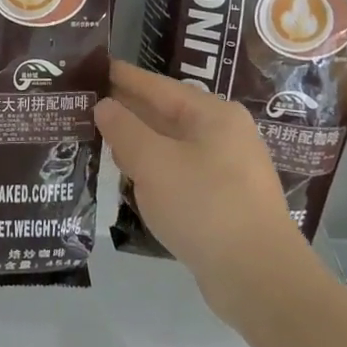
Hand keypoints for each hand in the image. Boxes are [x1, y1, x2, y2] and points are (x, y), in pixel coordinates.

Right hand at [96, 61, 315, 313]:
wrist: (260, 280)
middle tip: (85, 103)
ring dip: (138, 142)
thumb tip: (104, 105)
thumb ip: (124, 129)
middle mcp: (223, 133)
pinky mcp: (224, 200)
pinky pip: (179, 171)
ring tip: (99, 137)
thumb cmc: (205, 207)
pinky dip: (153, 169)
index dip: (122, 76)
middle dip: (127, 110)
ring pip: (171, 144)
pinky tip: (130, 176)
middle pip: (165, 113)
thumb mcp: (154, 163)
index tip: (92, 67)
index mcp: (212, 114)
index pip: (156, 86)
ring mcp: (227, 168)